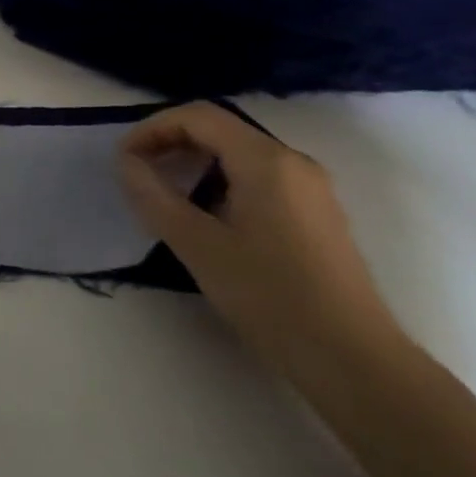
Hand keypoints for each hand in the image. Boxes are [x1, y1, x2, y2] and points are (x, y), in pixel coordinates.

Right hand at [118, 103, 404, 384]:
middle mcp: (293, 162)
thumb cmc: (269, 295)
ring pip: (239, 154)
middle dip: (171, 142)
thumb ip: (153, 196)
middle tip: (137, 173)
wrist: (352, 359)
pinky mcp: (316, 215)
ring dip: (194, 163)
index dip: (153, 128)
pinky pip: (258, 178)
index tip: (123, 159)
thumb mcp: (197, 244)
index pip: (198, 117)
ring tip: (163, 194)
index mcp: (266, 160)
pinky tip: (205, 216)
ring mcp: (310, 189)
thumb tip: (126, 163)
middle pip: (220, 130)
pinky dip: (220, 181)